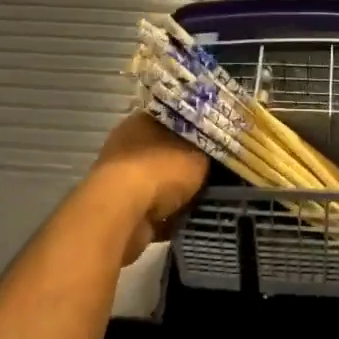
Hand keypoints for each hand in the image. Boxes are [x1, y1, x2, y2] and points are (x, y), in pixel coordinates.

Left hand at [85, 113, 208, 264]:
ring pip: (159, 181)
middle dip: (188, 163)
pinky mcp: (120, 208)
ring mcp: (121, 177)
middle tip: (218, 171)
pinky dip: (169, 216)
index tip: (219, 140)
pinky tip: (191, 220)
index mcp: (143, 120)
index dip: (198, 129)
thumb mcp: (199, 155)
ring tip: (208, 198)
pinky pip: (153, 209)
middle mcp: (128, 144)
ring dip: (178, 192)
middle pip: (167, 150)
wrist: (121, 214)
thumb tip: (218, 152)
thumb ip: (210, 152)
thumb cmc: (160, 171)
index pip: (175, 118)